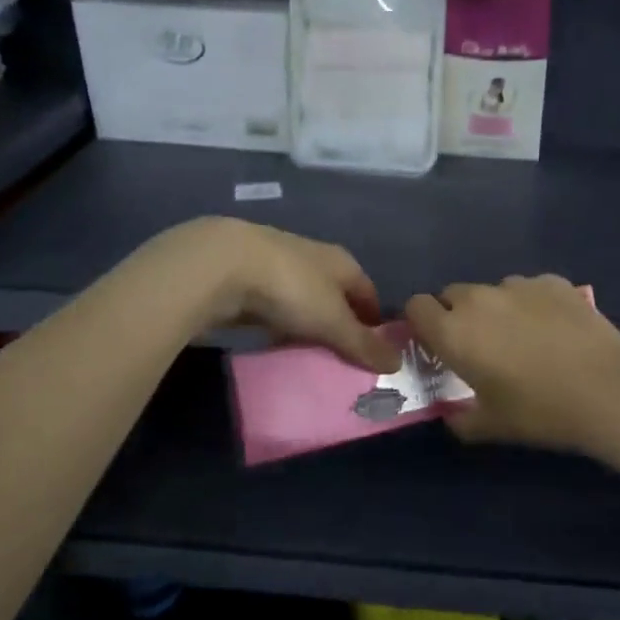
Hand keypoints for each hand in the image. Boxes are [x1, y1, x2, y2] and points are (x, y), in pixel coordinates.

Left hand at [148, 218, 400, 373]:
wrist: (220, 265)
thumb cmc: (291, 288)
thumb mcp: (332, 321)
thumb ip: (363, 343)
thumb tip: (399, 362)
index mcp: (341, 262)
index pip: (368, 291)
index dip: (374, 319)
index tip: (375, 349)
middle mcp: (314, 257)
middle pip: (335, 294)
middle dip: (340, 323)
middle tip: (343, 359)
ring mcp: (278, 265)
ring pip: (303, 299)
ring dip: (307, 323)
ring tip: (309, 355)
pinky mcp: (246, 278)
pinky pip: (273, 306)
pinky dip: (278, 323)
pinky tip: (274, 342)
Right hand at [404, 276, 619, 455]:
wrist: (607, 389)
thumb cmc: (540, 412)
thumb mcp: (492, 426)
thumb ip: (460, 420)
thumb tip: (452, 416)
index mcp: (454, 332)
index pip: (416, 306)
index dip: (422, 323)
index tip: (437, 344)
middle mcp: (479, 299)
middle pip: (453, 294)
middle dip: (458, 315)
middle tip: (481, 346)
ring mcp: (518, 285)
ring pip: (493, 291)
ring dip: (496, 309)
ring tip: (524, 338)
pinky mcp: (552, 281)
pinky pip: (529, 289)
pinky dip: (532, 304)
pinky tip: (555, 330)